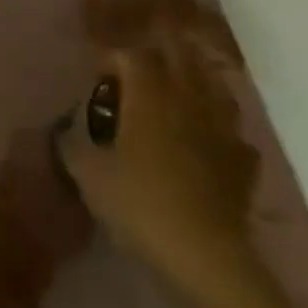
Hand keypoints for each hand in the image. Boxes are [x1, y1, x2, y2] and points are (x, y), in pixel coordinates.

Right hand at [60, 4, 261, 298]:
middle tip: (139, 69)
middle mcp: (187, 99)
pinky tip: (208, 144)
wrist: (205, 255)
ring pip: (214, 87)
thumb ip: (72, 144)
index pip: (131, 53)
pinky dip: (219, 130)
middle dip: (159, 52)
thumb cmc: (140, 203)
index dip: (112, 58)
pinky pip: (233, 132)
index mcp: (148, 95)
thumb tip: (64, 131)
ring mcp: (221, 129)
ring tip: (177, 95)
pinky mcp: (243, 162)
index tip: (97, 77)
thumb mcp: (88, 174)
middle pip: (180, 55)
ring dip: (195, 83)